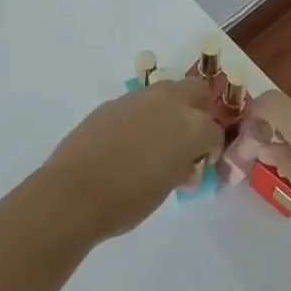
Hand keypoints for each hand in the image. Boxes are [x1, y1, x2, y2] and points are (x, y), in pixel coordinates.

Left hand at [39, 79, 222, 239]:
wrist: (75, 191)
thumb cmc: (129, 199)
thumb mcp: (167, 188)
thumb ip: (181, 169)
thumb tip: (183, 166)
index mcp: (192, 126)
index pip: (214, 131)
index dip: (211, 149)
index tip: (202, 164)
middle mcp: (169, 103)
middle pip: (196, 92)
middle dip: (197, 110)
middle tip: (187, 138)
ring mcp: (139, 98)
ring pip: (166, 92)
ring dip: (169, 109)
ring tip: (157, 138)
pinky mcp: (113, 102)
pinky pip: (138, 103)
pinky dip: (142, 116)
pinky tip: (129, 140)